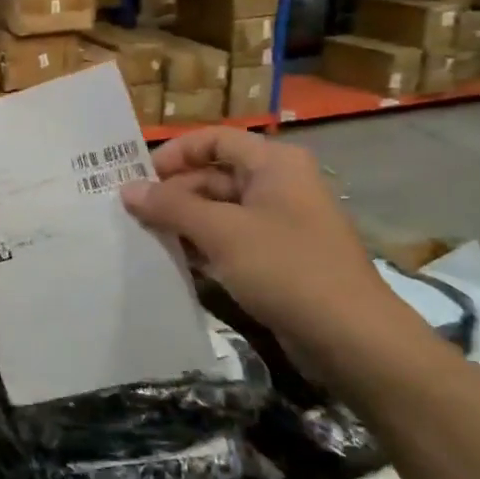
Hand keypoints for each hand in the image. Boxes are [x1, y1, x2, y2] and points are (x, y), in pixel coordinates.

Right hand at [120, 128, 418, 368]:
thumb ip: (171, 207)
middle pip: (215, 175)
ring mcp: (281, 224)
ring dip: (185, 222)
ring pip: (221, 211)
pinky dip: (204, 247)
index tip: (139, 177)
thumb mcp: (221, 232)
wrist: (352, 339)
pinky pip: (232, 241)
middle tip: (133, 213)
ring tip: (144, 237)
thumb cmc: (286, 268)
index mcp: (274, 164)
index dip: (176, 153)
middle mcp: (279, 185)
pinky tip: (174, 262)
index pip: (215, 139)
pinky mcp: (280, 259)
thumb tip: (127, 189)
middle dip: (174, 193)